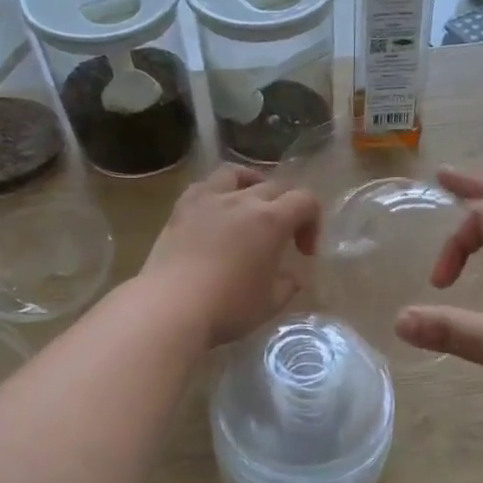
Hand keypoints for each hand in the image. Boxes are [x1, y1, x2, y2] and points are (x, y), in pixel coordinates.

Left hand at [142, 164, 320, 348]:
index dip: (312, 223)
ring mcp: (208, 200)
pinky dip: (217, 192)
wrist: (170, 308)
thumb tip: (291, 276)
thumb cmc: (228, 308)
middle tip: (281, 238)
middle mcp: (242, 200)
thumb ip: (288, 284)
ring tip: (250, 206)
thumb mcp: (271, 303)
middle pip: (274, 187)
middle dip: (286, 208)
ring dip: (251, 185)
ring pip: (236, 174)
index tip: (303, 253)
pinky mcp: (181, 209)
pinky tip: (215, 212)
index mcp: (271, 220)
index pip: (305, 201)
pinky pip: (204, 186)